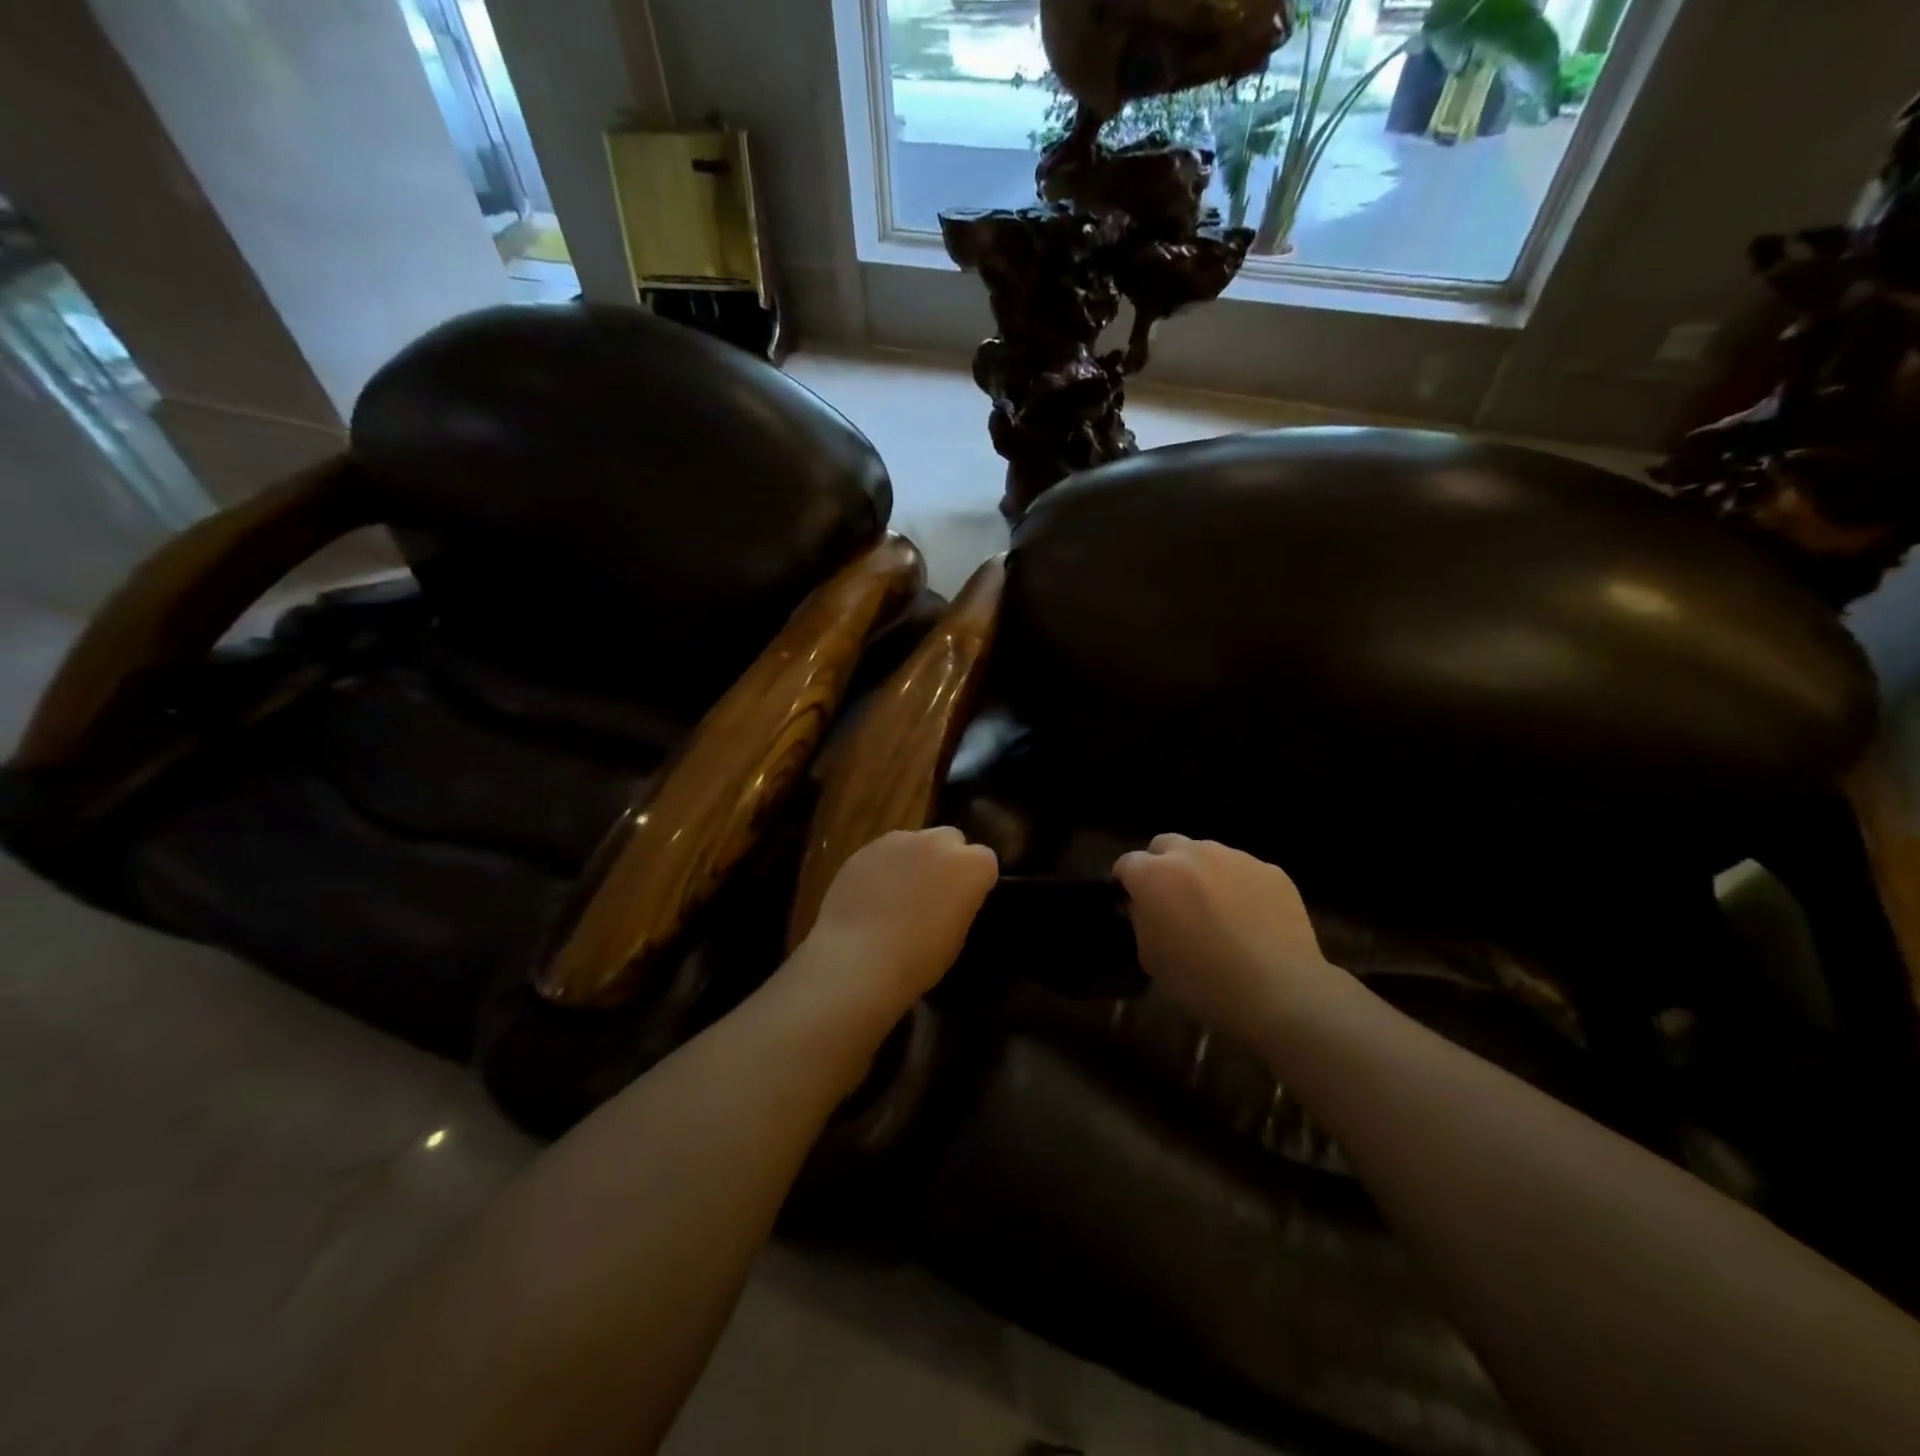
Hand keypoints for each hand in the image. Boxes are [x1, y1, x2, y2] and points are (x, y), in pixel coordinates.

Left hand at [798, 828, 998, 1016]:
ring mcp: (898, 841)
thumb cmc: (918, 959)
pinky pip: (883, 854)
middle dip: (946, 860)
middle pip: (950, 839)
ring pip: (914, 842)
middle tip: (932, 893)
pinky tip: (870, 898)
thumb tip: (948, 899)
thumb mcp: (957, 937)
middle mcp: (937, 842)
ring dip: (912, 861)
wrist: (857, 960)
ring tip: (896, 896)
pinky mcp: (865, 848)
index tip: (964, 901)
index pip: (985, 860)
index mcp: (970, 866)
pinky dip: (882, 869)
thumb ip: (959, 904)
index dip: (975, 880)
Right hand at [1114, 834, 1340, 1039]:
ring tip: (1215, 908)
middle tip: (1170, 898)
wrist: (1279, 991)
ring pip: (1207, 853)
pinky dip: (1238, 886)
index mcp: (1155, 875)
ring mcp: (1235, 858)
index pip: (1127, 863)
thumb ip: (1142, 921)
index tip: (1131, 902)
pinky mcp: (1270, 870)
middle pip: (1165, 844)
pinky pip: (1243, 870)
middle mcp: (1192, 854)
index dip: (1125, 882)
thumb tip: (1145, 906)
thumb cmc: (1202, 981)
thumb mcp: (1150, 958)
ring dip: (1201, 873)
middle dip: (1161, 864)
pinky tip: (1250, 918)